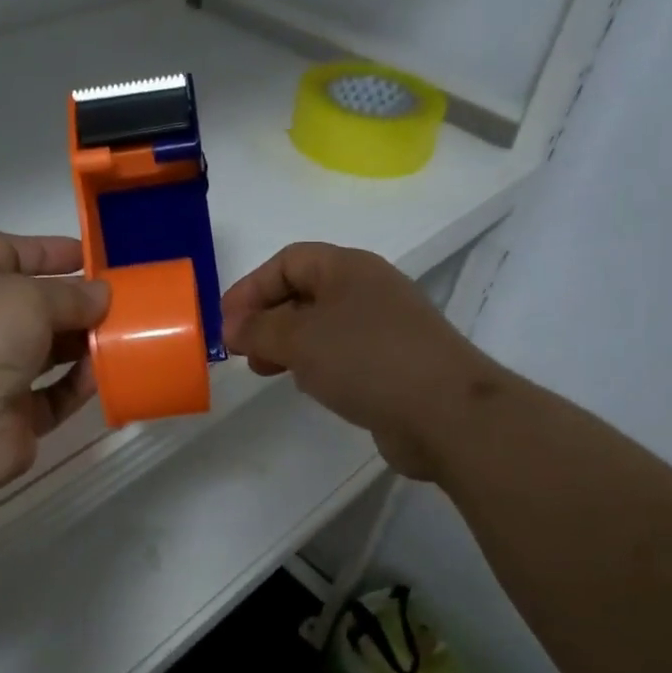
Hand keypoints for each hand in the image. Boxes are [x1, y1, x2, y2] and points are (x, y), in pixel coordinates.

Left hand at [0, 233, 109, 495]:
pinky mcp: (10, 416)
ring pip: (45, 352)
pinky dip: (78, 385)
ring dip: (82, 344)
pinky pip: (52, 395)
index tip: (93, 257)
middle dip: (75, 302)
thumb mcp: (28, 297)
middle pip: (31, 305)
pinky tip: (107, 375)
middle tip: (122, 302)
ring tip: (124, 337)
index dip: (49, 251)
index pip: (6, 252)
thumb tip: (101, 295)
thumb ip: (71, 295)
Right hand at [221, 243, 497, 480]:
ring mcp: (384, 327)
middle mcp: (368, 290)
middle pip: (304, 291)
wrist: (445, 411)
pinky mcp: (393, 363)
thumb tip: (233, 328)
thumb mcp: (300, 339)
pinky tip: (306, 385)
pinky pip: (342, 353)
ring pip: (322, 325)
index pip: (288, 261)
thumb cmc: (366, 360)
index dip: (251, 287)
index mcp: (348, 268)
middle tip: (242, 350)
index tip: (226, 324)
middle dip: (266, 317)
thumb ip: (260, 329)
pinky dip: (315, 363)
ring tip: (266, 370)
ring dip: (287, 343)